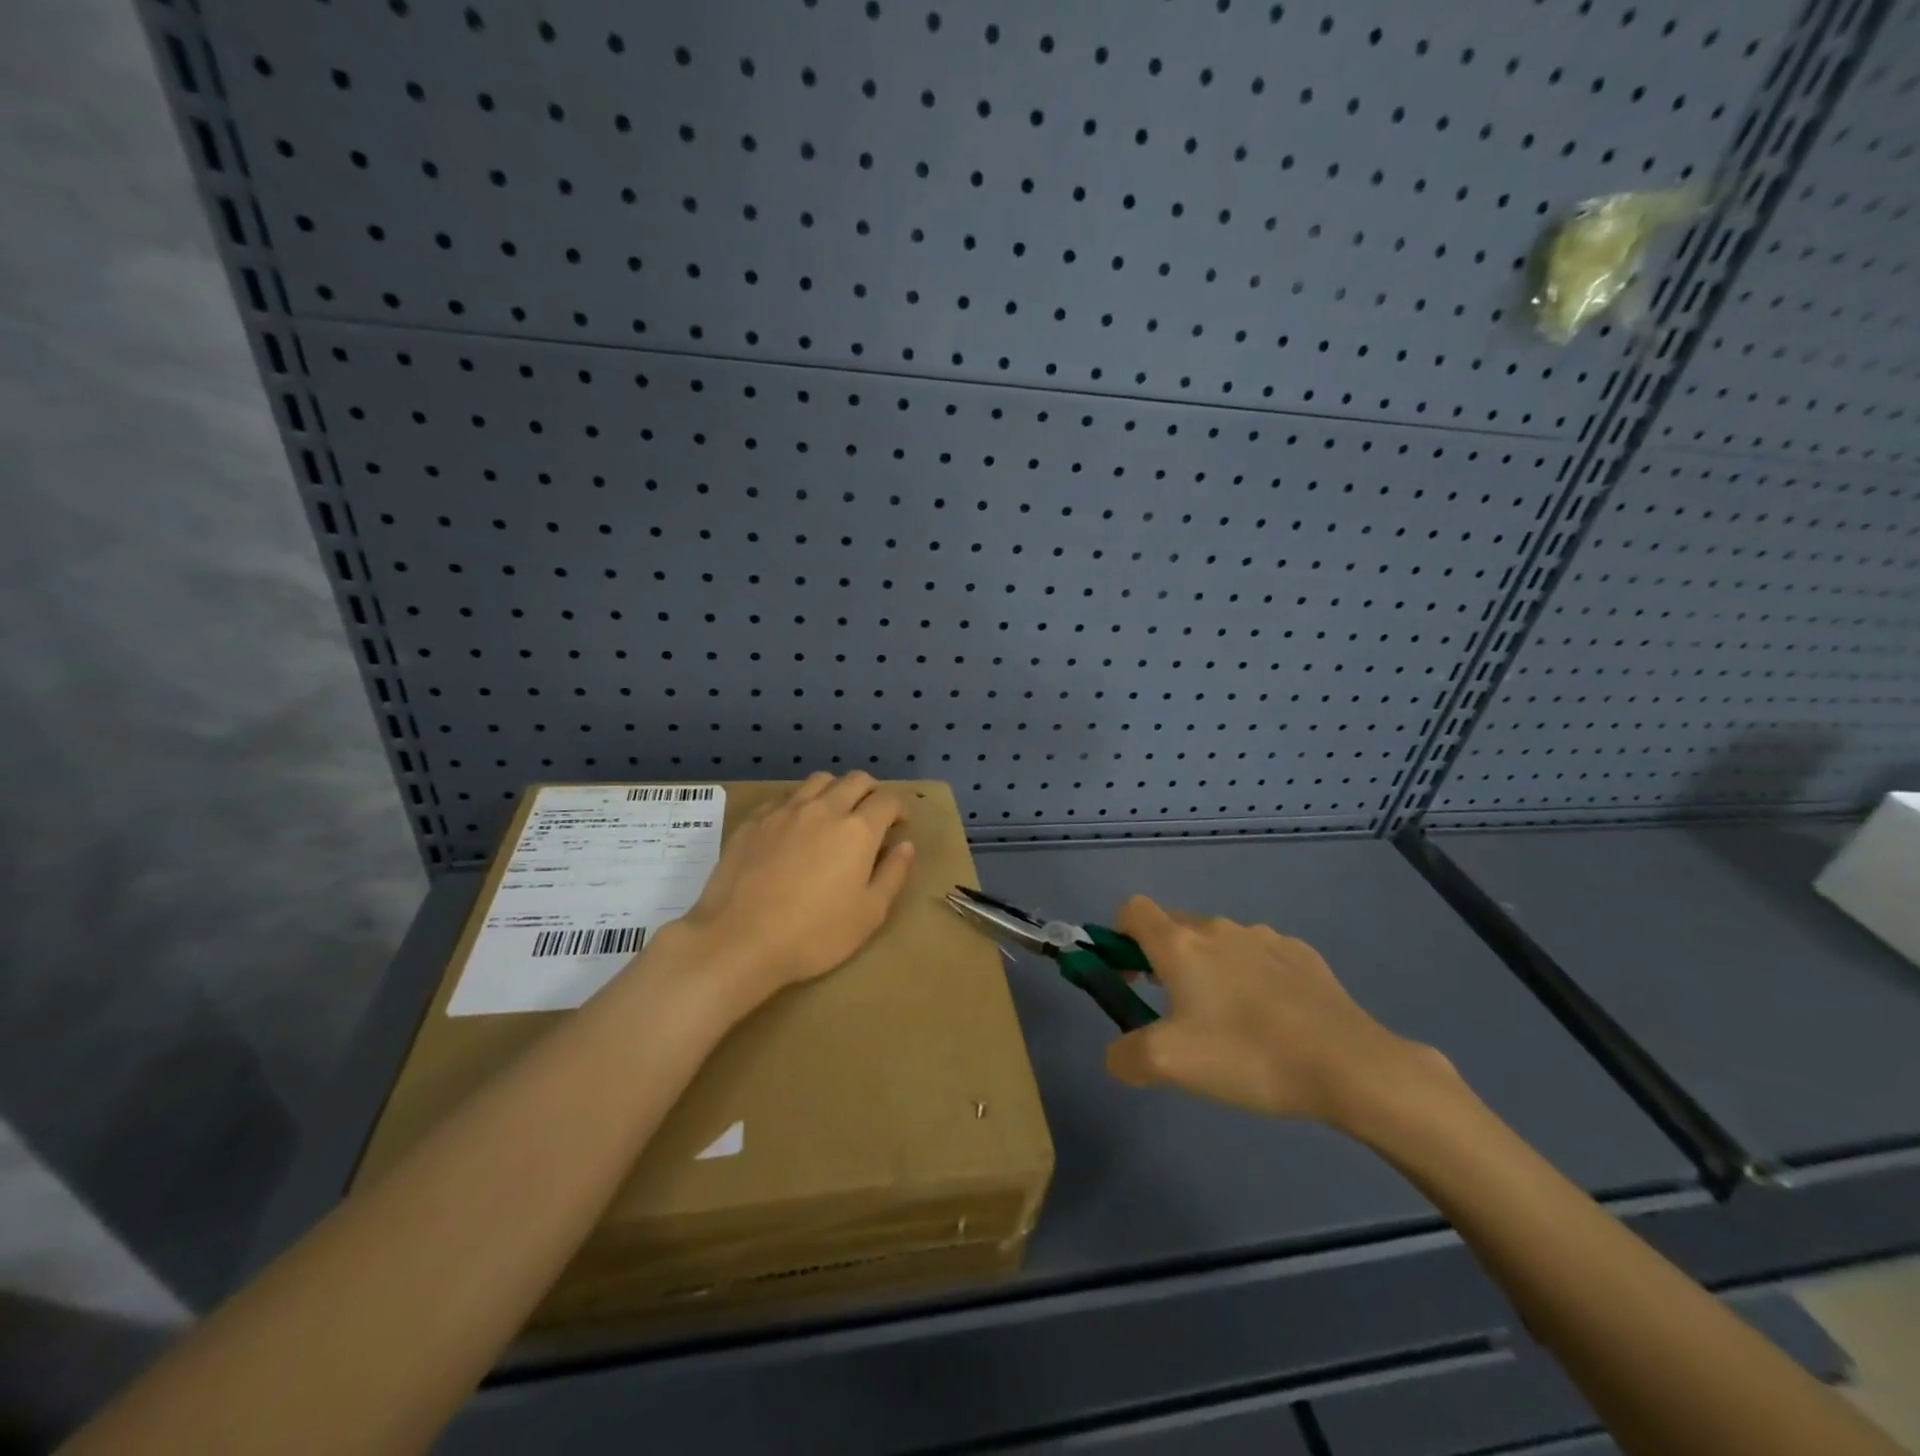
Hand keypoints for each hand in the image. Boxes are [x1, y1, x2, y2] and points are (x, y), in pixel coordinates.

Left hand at [676, 772, 914, 1008]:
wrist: (738, 940)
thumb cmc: (813, 934)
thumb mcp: (869, 914)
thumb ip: (892, 874)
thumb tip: (905, 846)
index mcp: (857, 829)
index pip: (887, 800)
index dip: (899, 809)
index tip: (899, 825)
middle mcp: (824, 808)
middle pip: (855, 780)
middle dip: (871, 792)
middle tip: (871, 817)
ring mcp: (784, 810)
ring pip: (819, 781)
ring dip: (835, 790)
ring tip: (834, 815)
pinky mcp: (754, 820)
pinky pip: (785, 797)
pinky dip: (800, 803)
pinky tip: (794, 828)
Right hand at [1103, 895, 1445, 1128]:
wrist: (1349, 1065)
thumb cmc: (1249, 1055)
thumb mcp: (1169, 1065)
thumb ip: (1126, 1056)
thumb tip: (1118, 1055)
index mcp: (1180, 944)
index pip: (1132, 910)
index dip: (1118, 936)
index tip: (1129, 977)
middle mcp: (1217, 928)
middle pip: (1173, 927)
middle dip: (1161, 960)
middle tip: (1172, 1011)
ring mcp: (1263, 937)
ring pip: (1217, 942)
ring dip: (1207, 969)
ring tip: (1227, 1023)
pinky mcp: (1301, 954)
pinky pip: (1258, 956)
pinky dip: (1249, 977)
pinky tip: (1271, 1020)